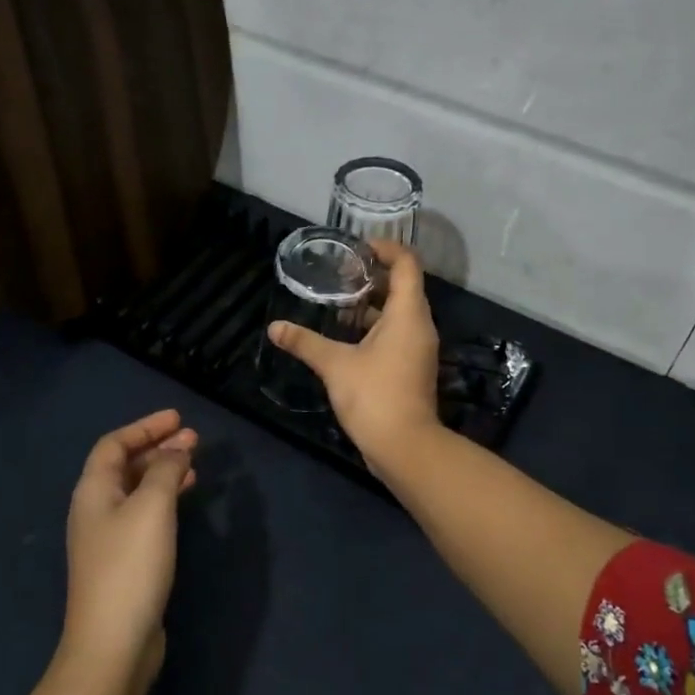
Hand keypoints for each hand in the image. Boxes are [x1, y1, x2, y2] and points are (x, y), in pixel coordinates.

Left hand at [62, 410, 197, 686]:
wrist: (113, 643)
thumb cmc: (130, 566)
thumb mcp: (152, 507)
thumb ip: (164, 470)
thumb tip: (176, 450)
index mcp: (93, 491)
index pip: (114, 444)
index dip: (145, 427)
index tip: (178, 418)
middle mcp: (95, 510)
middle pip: (124, 466)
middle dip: (158, 448)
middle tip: (194, 439)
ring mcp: (108, 538)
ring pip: (137, 491)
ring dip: (163, 473)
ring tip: (195, 465)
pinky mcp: (123, 562)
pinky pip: (144, 515)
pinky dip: (164, 499)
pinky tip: (184, 503)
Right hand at [268, 240, 440, 476]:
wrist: (405, 446)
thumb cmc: (374, 396)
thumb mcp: (335, 365)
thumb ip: (305, 342)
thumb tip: (274, 327)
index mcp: (408, 314)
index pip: (407, 264)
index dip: (386, 249)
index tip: (357, 248)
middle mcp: (419, 325)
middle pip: (404, 286)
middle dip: (373, 276)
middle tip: (340, 273)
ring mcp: (418, 348)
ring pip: (399, 312)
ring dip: (372, 304)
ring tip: (338, 301)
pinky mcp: (412, 366)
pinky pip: (397, 333)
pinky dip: (376, 326)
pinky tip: (346, 335)